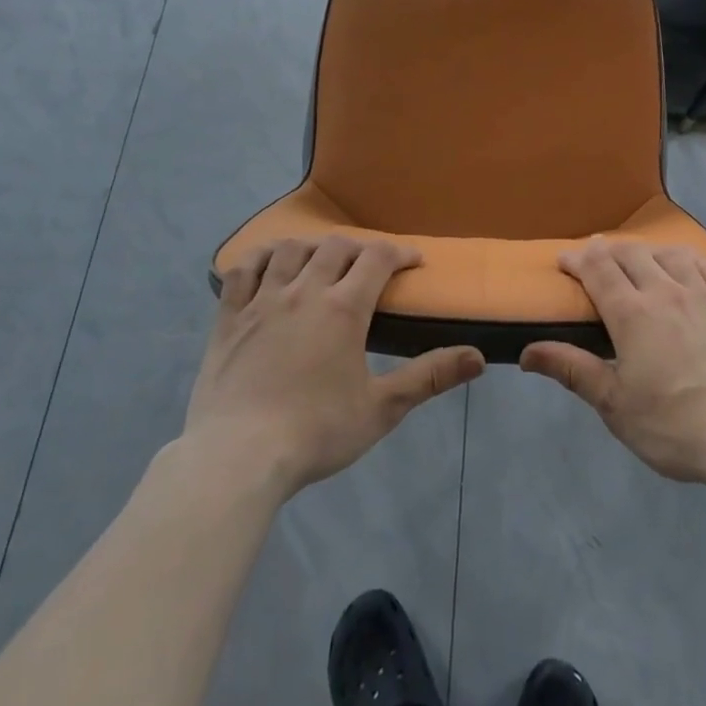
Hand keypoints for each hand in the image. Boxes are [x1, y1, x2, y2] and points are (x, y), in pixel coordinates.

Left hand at [187, 236, 484, 493]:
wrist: (237, 458)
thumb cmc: (316, 432)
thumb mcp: (382, 409)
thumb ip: (429, 377)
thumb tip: (478, 357)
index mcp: (343, 308)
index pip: (377, 257)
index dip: (399, 252)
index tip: (413, 262)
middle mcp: (304, 291)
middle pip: (335, 247)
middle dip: (359, 248)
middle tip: (369, 266)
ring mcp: (261, 301)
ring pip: (290, 250)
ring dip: (312, 247)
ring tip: (321, 260)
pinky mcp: (228, 318)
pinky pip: (242, 271)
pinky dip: (259, 258)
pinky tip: (269, 264)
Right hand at [521, 239, 705, 493]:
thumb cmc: (675, 426)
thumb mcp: (615, 406)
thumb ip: (573, 370)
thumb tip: (527, 352)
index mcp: (632, 313)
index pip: (598, 269)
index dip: (578, 259)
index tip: (564, 259)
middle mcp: (666, 291)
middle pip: (632, 254)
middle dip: (608, 250)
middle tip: (597, 256)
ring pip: (670, 254)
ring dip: (648, 251)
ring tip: (640, 259)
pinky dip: (689, 259)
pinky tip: (688, 267)